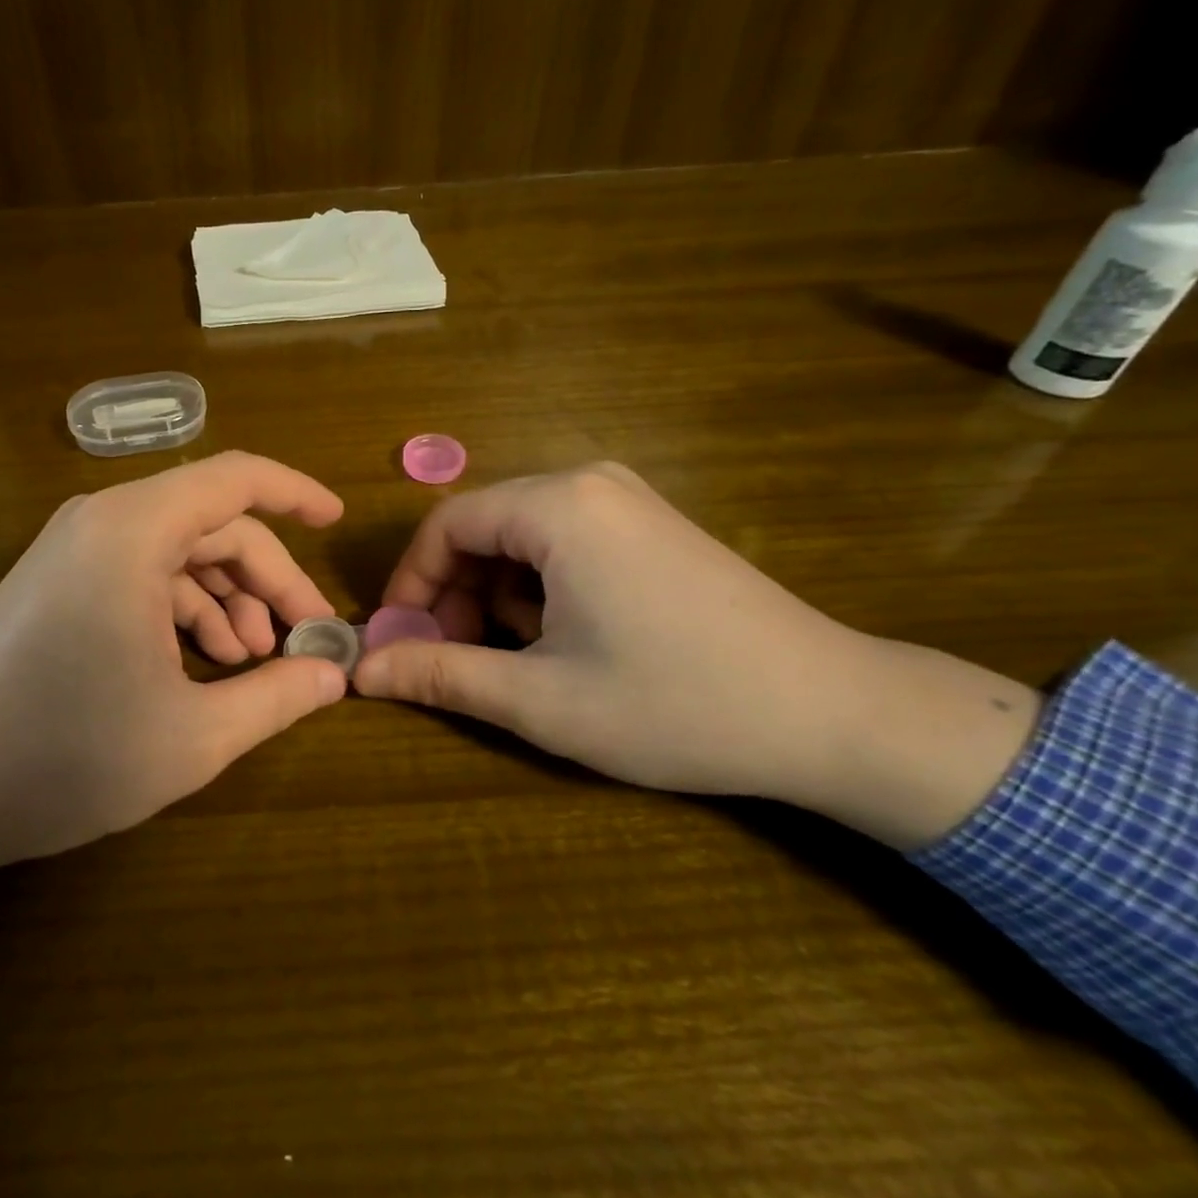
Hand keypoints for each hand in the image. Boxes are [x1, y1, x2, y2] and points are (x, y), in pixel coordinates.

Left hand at [0, 451, 347, 937]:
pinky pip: (143, 574)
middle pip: (213, 525)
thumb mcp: (193, 736)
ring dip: (228, 600)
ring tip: (254, 662)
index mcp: (134, 532)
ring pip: (179, 552)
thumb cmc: (64, 756)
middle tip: (305, 640)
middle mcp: (103, 521)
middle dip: (268, 579)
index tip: (337, 522)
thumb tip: (332, 676)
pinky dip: (184, 610)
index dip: (295, 495)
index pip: (235, 479)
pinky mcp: (60, 581)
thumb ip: (275, 697)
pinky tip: (204, 663)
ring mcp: (75, 550)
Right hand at [352, 463, 1041, 849]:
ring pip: (522, 537)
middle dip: (455, 593)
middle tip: (454, 658)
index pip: (446, 525)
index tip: (400, 641)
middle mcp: (589, 483)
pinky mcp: (653, 526)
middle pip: (483, 527)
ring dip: (497, 595)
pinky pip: (565, 542)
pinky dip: (541, 587)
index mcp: (558, 506)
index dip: (411, 583)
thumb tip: (360, 673)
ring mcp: (628, 500)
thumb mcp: (541, 698)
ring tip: (517, 659)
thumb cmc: (675, 703)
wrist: (837, 715)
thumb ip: (442, 676)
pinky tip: (567, 639)